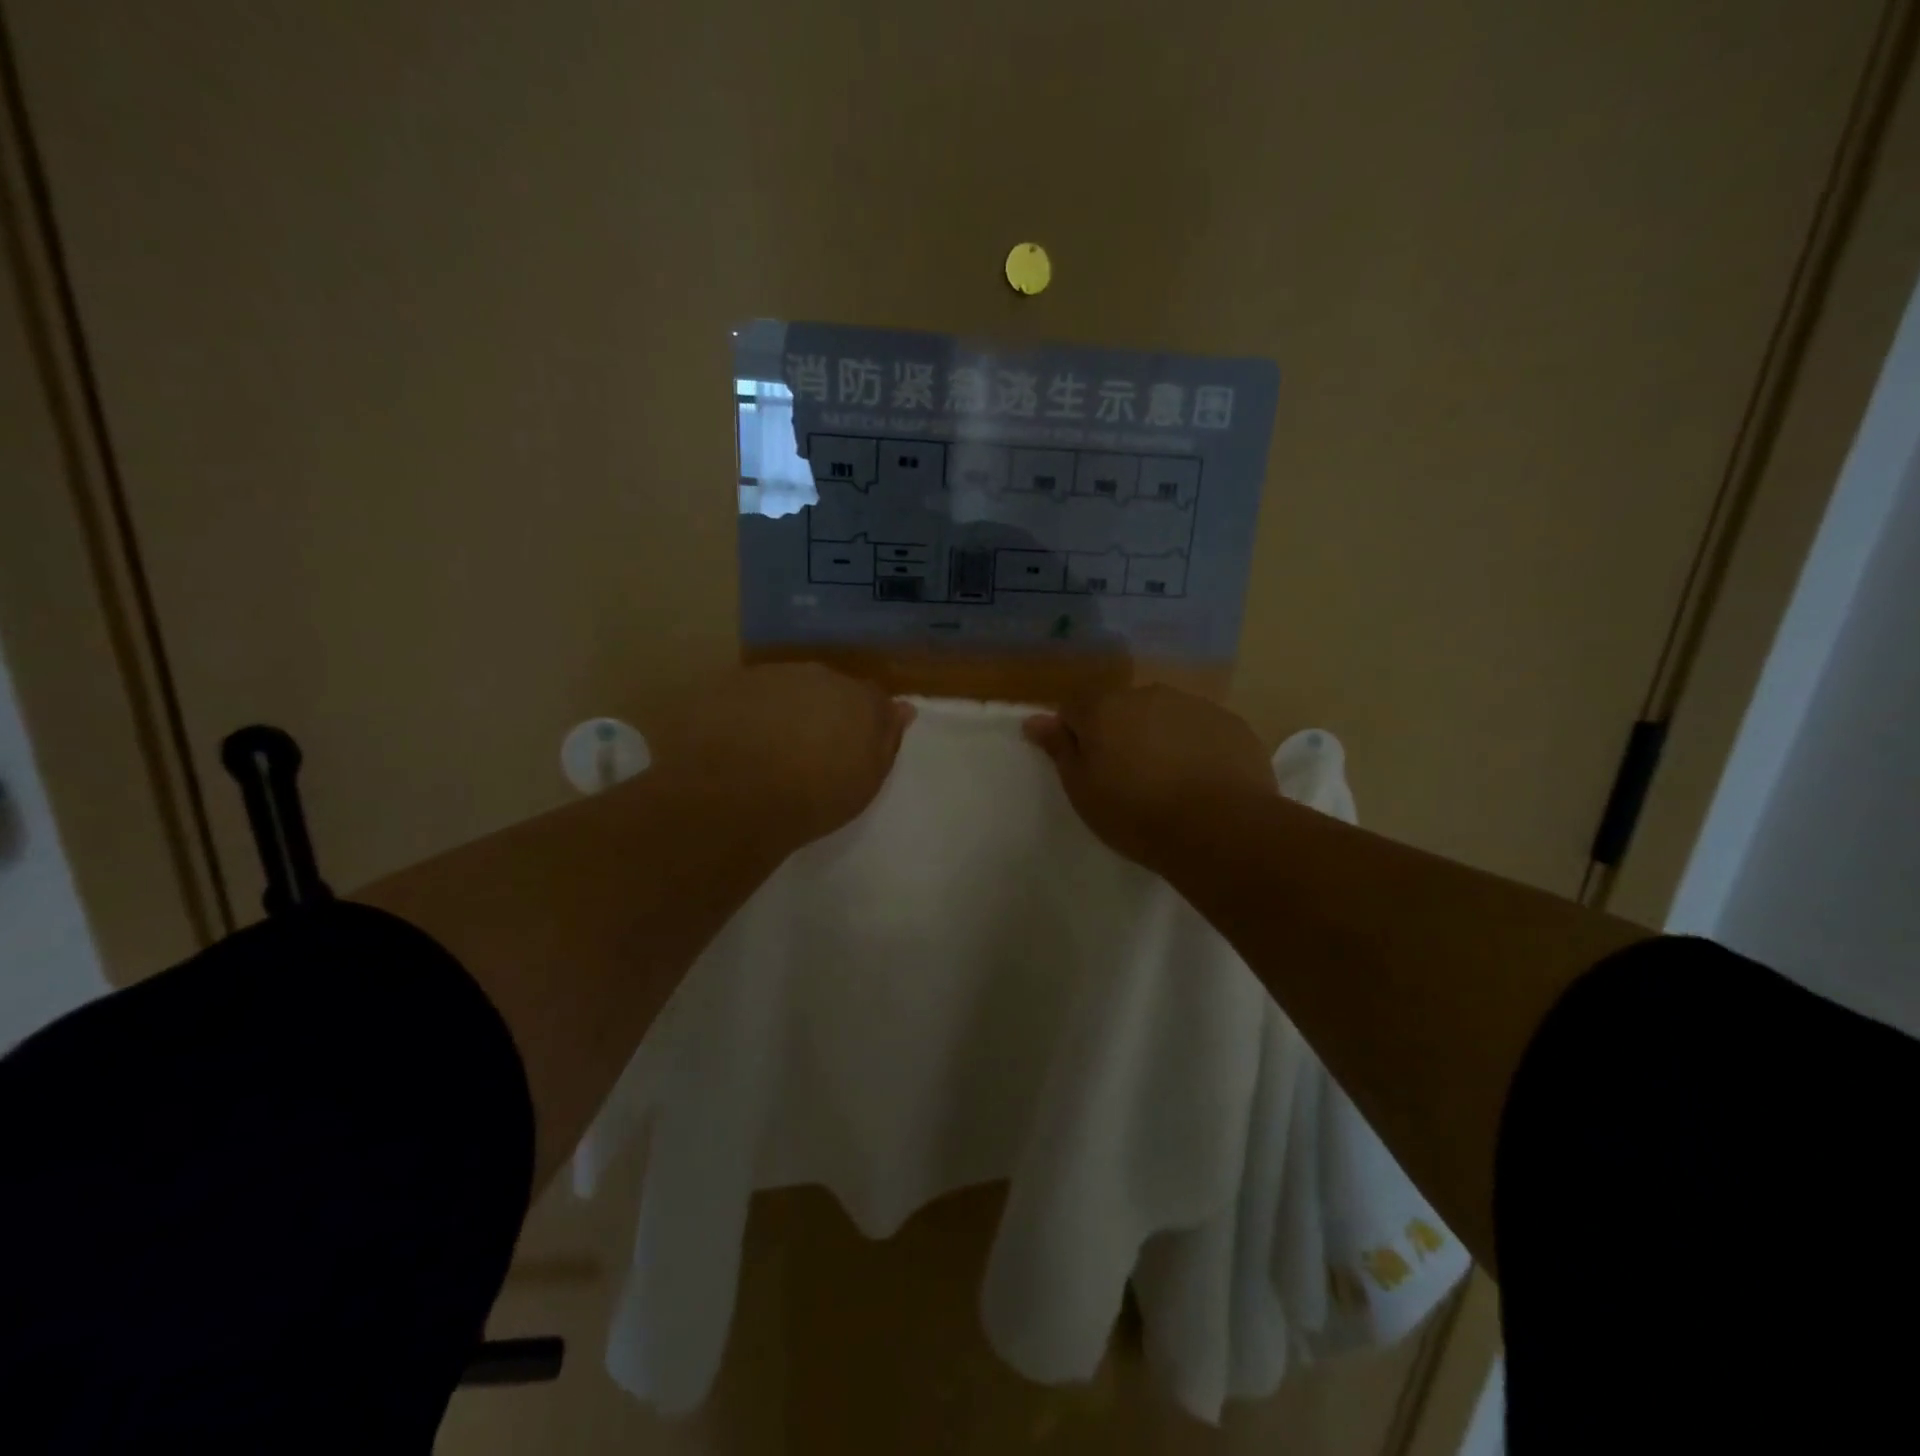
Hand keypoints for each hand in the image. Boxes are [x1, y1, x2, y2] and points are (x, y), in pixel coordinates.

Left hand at [650, 664, 913, 849]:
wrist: (733, 797)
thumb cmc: (814, 797)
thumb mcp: (867, 780)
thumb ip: (886, 740)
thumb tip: (903, 709)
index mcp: (857, 697)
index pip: (872, 698)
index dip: (864, 720)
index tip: (853, 746)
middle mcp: (815, 675)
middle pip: (826, 688)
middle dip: (822, 711)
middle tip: (809, 748)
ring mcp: (767, 676)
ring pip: (783, 688)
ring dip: (782, 710)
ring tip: (767, 749)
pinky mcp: (724, 684)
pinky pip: (743, 697)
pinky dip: (743, 714)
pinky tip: (733, 743)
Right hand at [1024, 686, 1273, 874]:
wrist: (1219, 829)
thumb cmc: (1136, 814)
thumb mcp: (1083, 790)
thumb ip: (1059, 749)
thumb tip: (1034, 720)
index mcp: (1104, 708)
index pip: (1074, 709)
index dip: (1075, 736)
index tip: (1085, 769)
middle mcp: (1147, 694)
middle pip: (1122, 709)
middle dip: (1120, 734)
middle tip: (1127, 778)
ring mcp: (1193, 705)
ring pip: (1164, 716)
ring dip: (1159, 737)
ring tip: (1169, 782)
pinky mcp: (1231, 723)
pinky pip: (1201, 730)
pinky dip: (1196, 747)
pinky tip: (1202, 781)